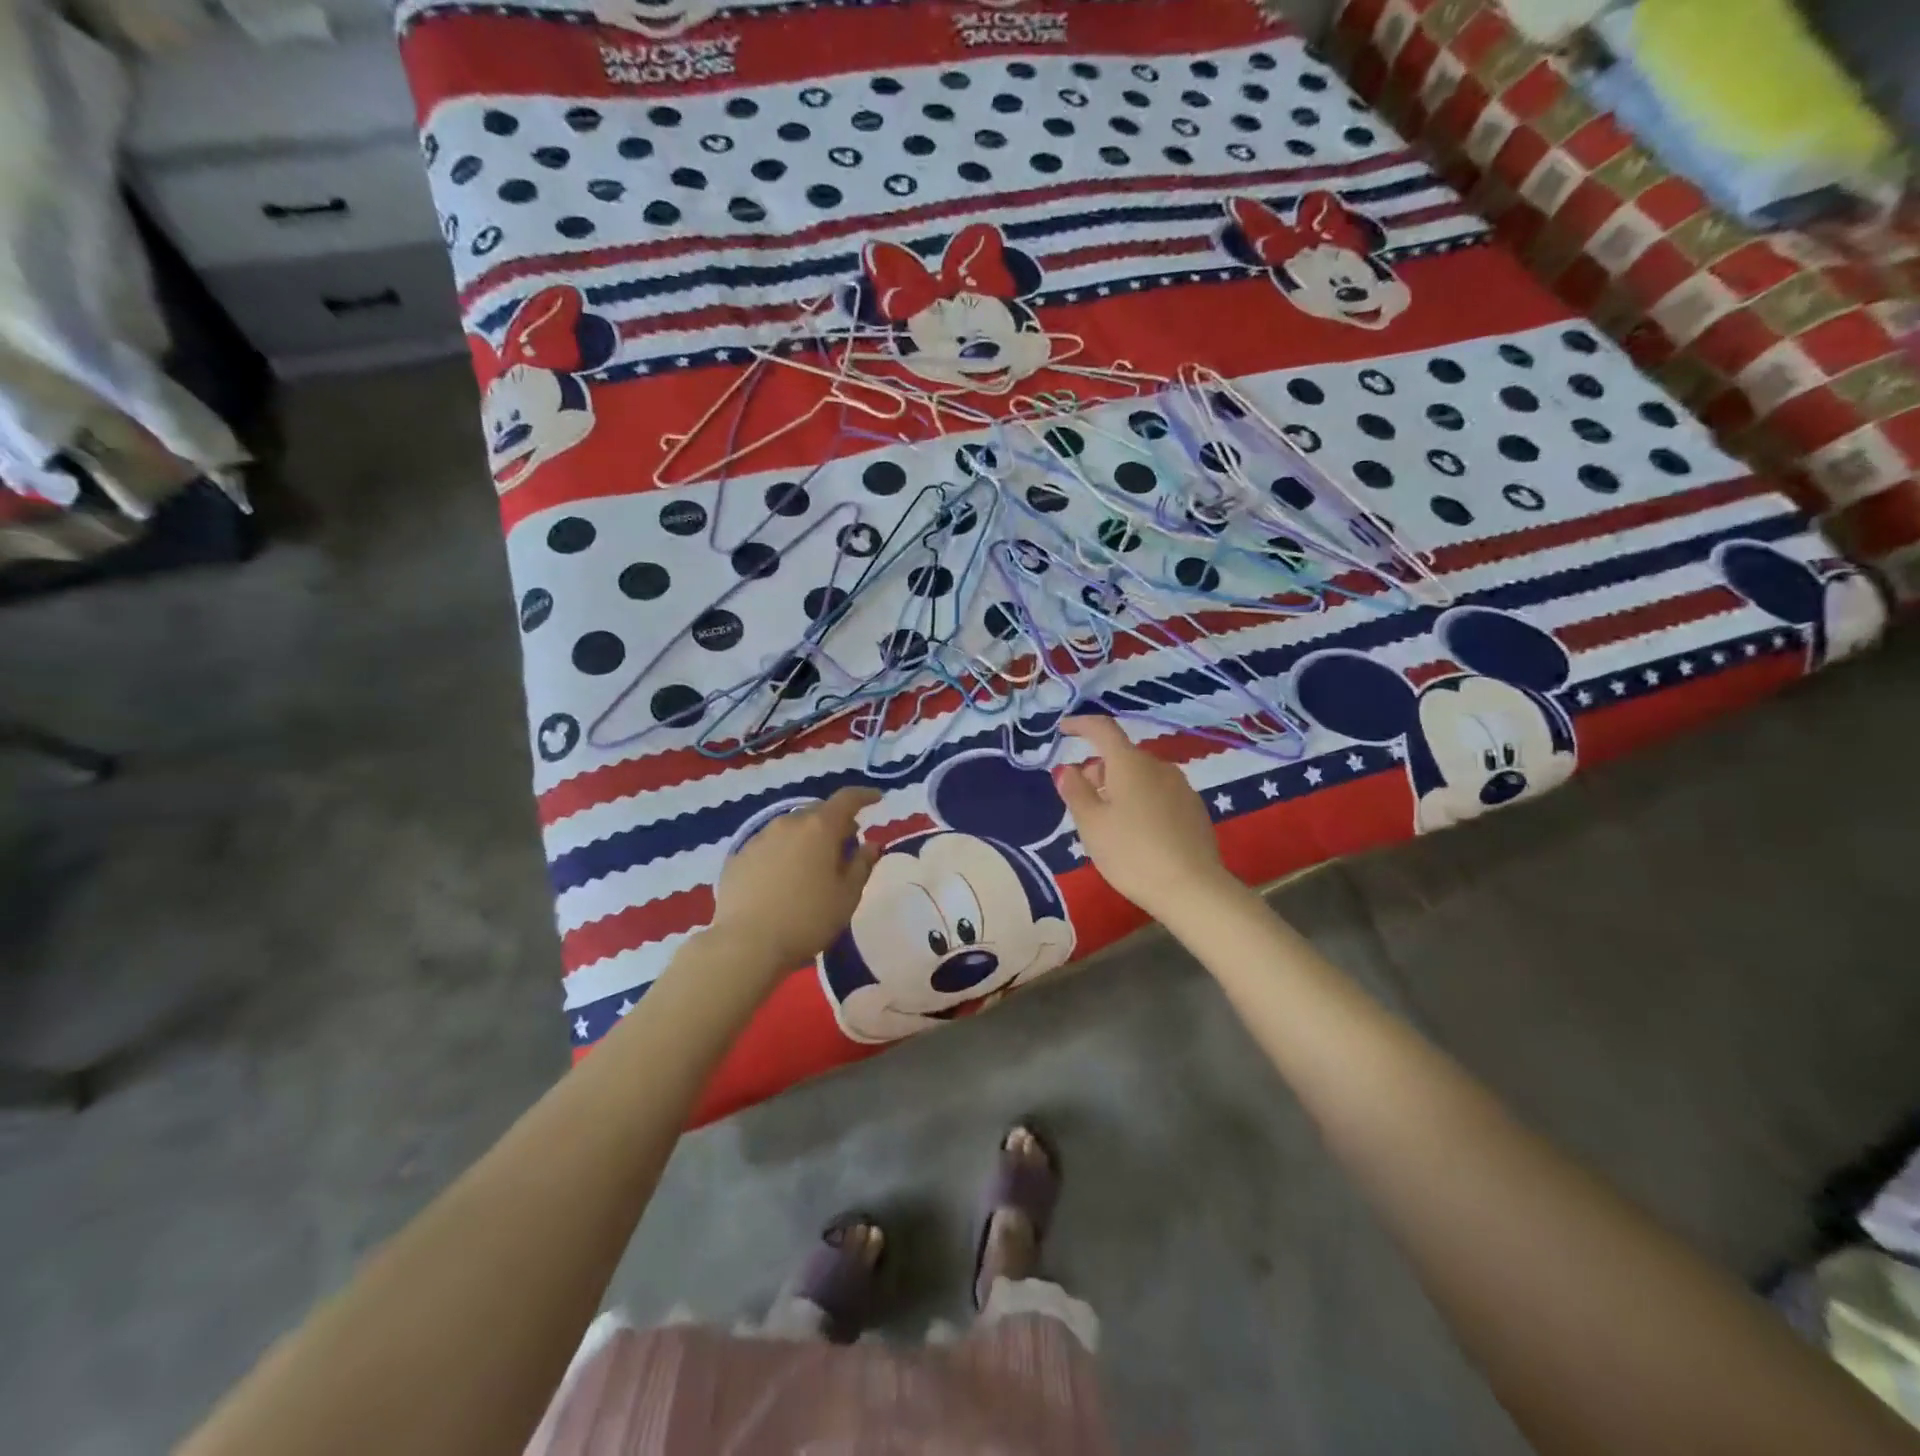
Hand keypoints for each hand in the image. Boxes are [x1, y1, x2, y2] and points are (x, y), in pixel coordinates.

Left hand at [711, 787, 880, 973]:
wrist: (745, 944)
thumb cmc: (807, 919)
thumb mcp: (847, 896)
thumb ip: (862, 865)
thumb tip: (870, 845)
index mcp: (819, 827)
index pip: (847, 799)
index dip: (864, 796)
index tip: (877, 799)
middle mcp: (788, 823)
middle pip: (818, 812)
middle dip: (836, 823)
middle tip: (845, 847)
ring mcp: (759, 838)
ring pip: (791, 828)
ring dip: (807, 838)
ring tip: (813, 865)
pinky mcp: (738, 856)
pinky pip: (769, 845)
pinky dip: (783, 852)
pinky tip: (783, 878)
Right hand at [1052, 716, 1234, 922]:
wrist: (1192, 889)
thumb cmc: (1132, 853)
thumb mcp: (1091, 825)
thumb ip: (1075, 792)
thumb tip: (1067, 769)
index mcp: (1130, 764)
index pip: (1103, 729)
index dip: (1081, 725)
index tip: (1064, 730)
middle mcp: (1158, 766)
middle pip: (1122, 755)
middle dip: (1098, 767)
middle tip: (1081, 796)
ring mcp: (1181, 787)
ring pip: (1141, 775)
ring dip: (1120, 785)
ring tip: (1107, 818)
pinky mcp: (1194, 809)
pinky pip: (1158, 793)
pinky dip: (1140, 800)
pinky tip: (1136, 831)